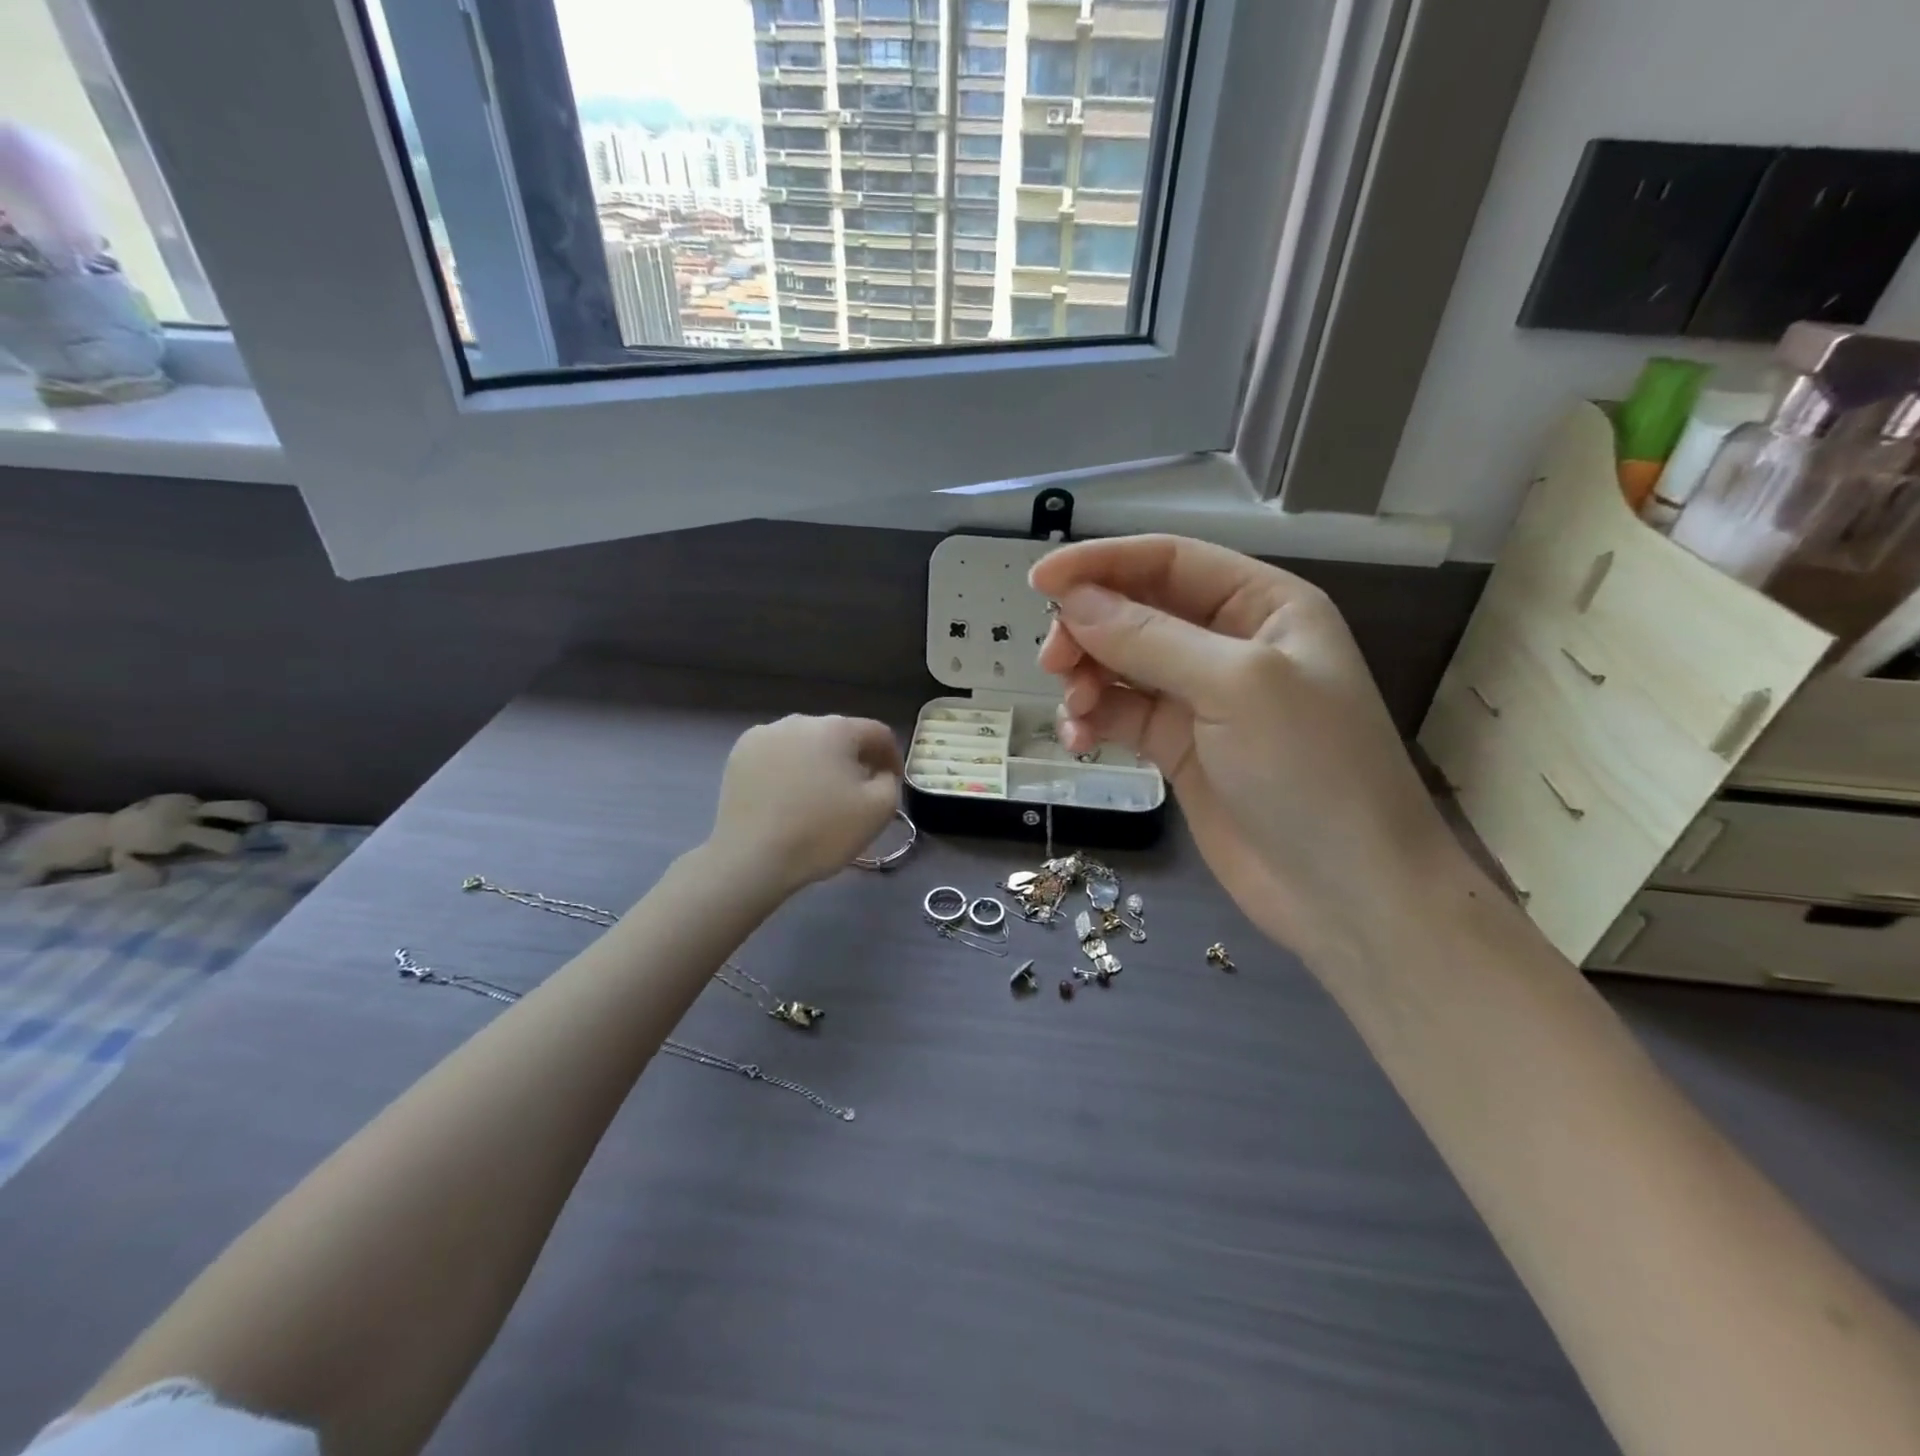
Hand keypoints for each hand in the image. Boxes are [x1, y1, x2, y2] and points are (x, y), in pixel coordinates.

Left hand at [710, 715, 904, 891]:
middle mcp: (799, 721)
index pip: (877, 733)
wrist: (751, 858)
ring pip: (805, 744)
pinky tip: (787, 797)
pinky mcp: (739, 754)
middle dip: (853, 759)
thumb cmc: (821, 832)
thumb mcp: (878, 810)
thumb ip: (889, 781)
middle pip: (839, 735)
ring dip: (819, 762)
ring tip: (818, 795)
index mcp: (837, 728)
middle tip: (857, 791)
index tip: (892, 782)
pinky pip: (776, 755)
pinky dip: (788, 769)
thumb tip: (878, 771)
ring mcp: (764, 735)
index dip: (891, 756)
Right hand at [1031, 535, 1459, 962]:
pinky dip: (1095, 719)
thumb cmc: (1311, 771)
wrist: (1345, 894)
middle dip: (1089, 629)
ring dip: (1086, 679)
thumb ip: (1150, 638)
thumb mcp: (1237, 687)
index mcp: (1262, 605)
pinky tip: (1081, 740)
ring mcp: (1202, 699)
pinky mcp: (1179, 748)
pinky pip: (1122, 714)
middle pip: (1137, 611)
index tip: (1040, 581)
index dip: (1102, 563)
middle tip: (1051, 662)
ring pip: (1121, 665)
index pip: (1169, 561)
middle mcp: (1230, 643)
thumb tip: (1072, 600)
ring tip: (1075, 712)